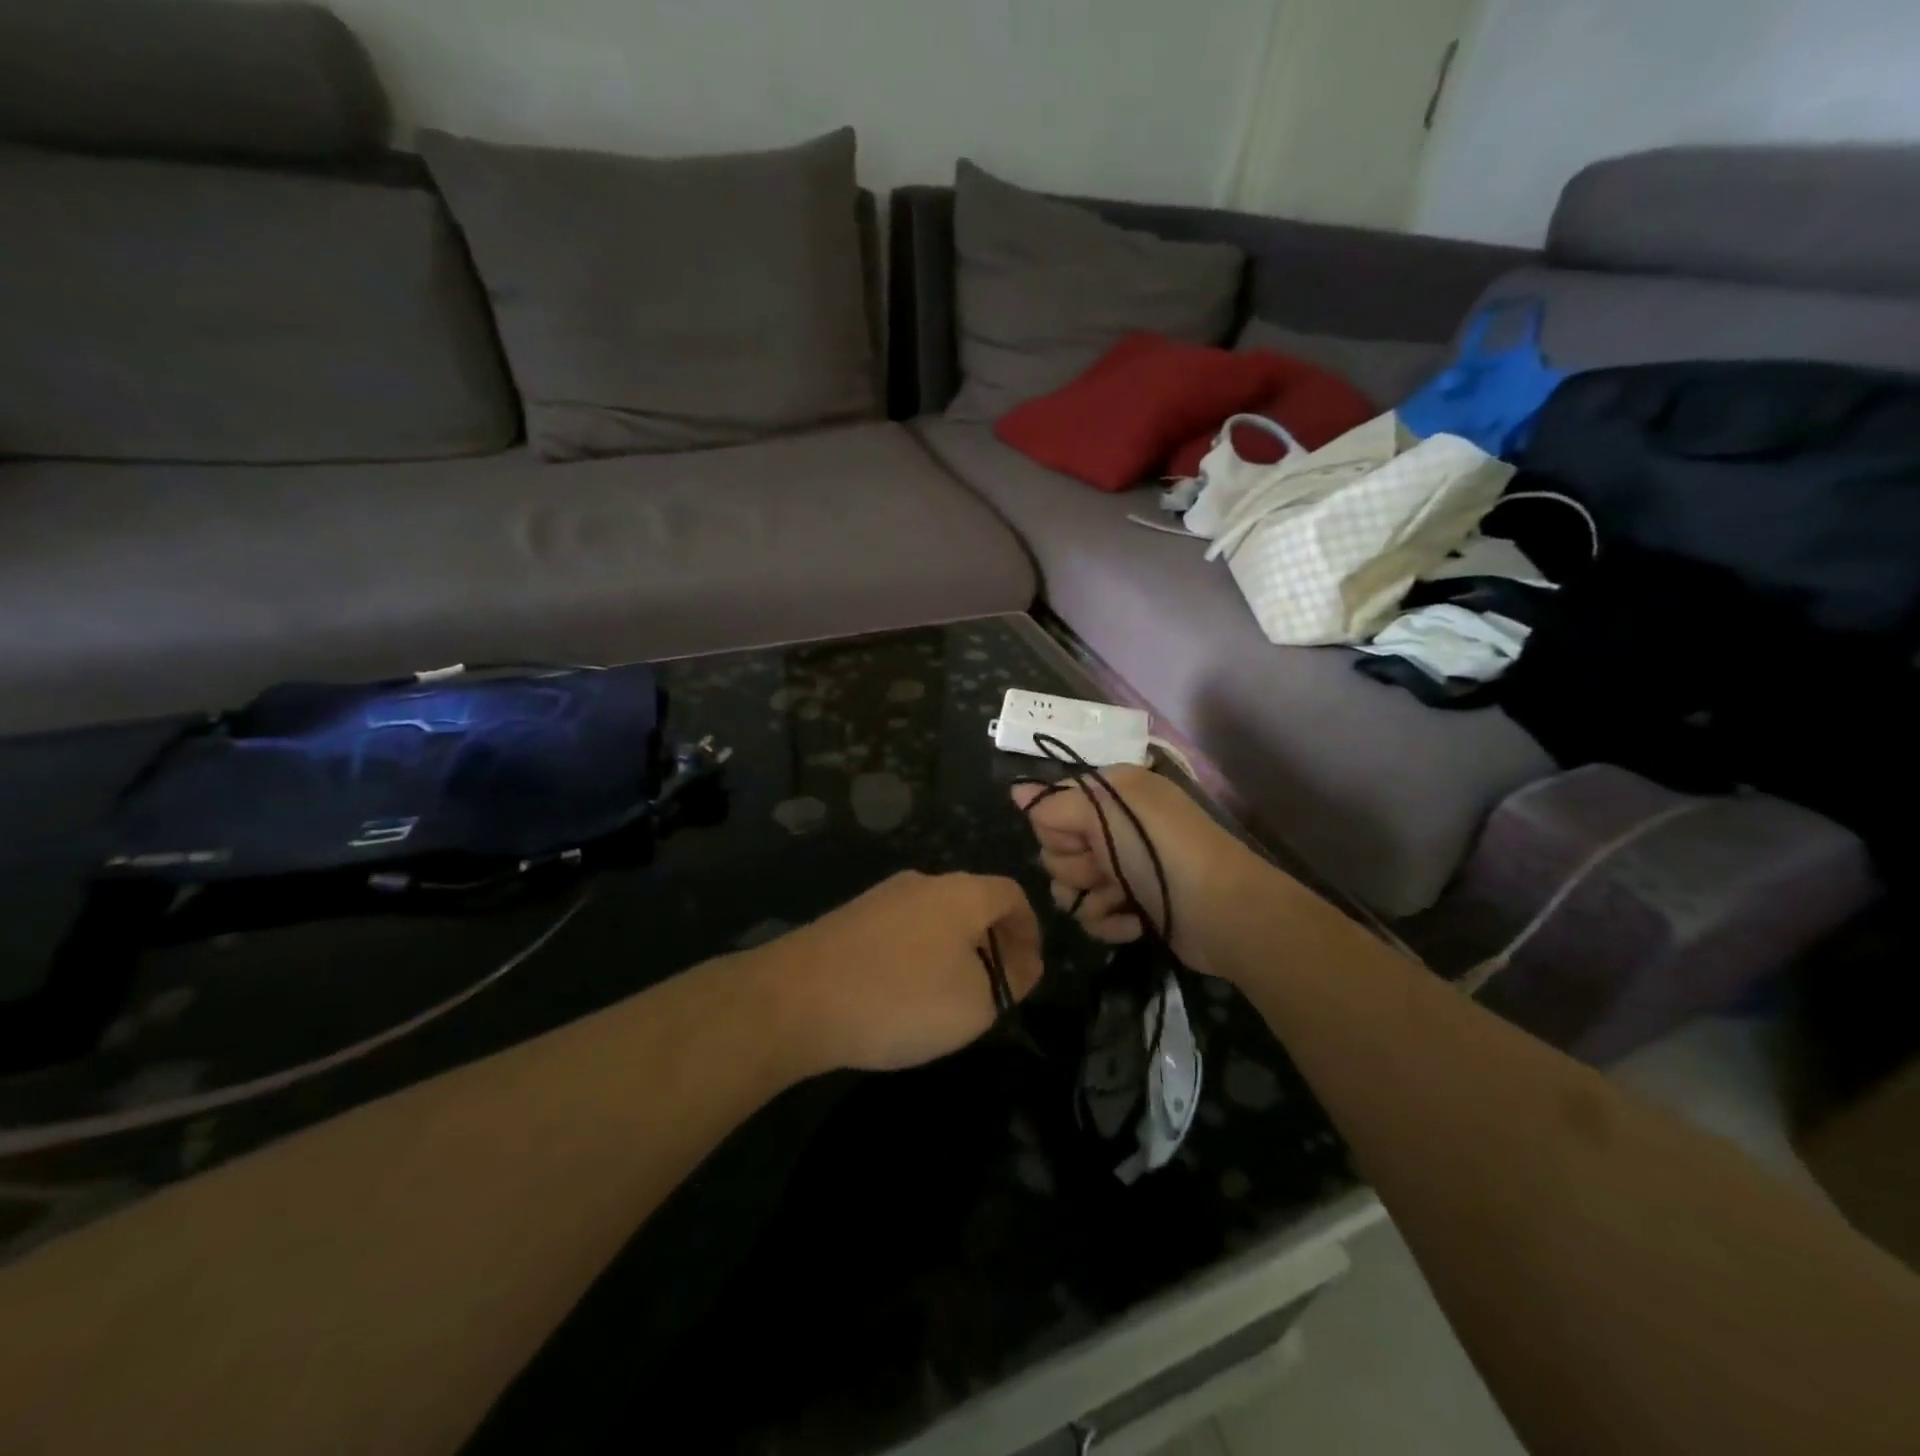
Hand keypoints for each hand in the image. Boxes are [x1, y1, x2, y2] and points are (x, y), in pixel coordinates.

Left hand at [747, 871, 1043, 1074]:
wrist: (797, 998)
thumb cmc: (902, 999)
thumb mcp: (976, 1004)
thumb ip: (1011, 981)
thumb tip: (1022, 963)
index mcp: (962, 893)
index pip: (1012, 895)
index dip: (1028, 931)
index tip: (1028, 970)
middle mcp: (923, 882)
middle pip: (972, 902)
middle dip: (991, 942)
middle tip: (992, 988)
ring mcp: (882, 896)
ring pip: (935, 916)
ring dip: (953, 949)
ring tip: (949, 996)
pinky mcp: (850, 916)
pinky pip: (901, 929)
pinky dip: (917, 954)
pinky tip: (902, 993)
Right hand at [1013, 765, 1262, 981]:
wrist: (1222, 911)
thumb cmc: (1160, 851)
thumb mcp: (1106, 812)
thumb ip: (1055, 805)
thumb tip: (1015, 791)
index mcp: (1110, 795)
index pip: (1050, 808)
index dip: (1057, 829)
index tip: (1080, 839)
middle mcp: (1113, 828)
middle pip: (1054, 850)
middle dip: (1074, 866)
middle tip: (1105, 868)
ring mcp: (1123, 869)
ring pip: (1068, 887)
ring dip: (1090, 898)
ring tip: (1121, 900)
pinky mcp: (1131, 907)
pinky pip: (1092, 915)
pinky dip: (1110, 921)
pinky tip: (1133, 922)